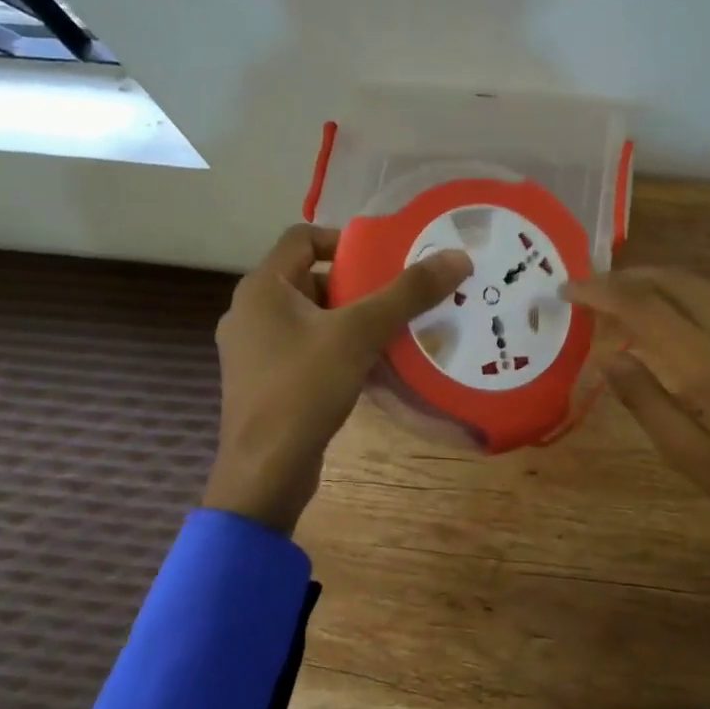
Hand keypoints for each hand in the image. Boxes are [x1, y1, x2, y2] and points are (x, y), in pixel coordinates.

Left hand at [205, 224, 472, 532]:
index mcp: (262, 288)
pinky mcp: (265, 382)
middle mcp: (251, 312)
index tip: (385, 258)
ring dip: (351, 319)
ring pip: (311, 318)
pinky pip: (306, 349)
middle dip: (356, 285)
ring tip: (394, 330)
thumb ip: (408, 293)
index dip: (345, 239)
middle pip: (310, 278)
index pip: (302, 237)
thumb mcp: (360, 333)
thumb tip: (457, 257)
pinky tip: (372, 366)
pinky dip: (337, 348)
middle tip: (399, 296)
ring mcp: (255, 350)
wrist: (265, 471)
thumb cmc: (304, 388)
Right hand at [563, 267, 709, 585]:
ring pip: (702, 285)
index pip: (642, 306)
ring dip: (660, 282)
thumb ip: (646, 401)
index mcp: (707, 359)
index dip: (601, 292)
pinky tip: (680, 322)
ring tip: (629, 298)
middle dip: (629, 275)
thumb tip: (611, 358)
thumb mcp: (689, 455)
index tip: (568, 289)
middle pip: (674, 279)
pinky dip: (689, 297)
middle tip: (594, 287)